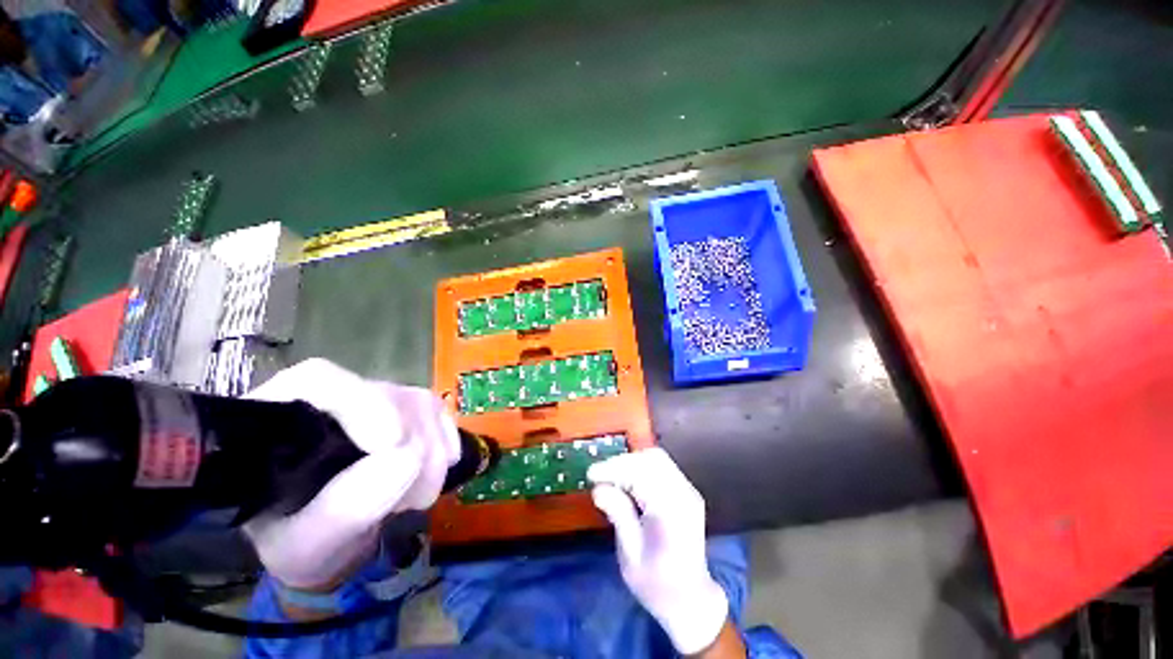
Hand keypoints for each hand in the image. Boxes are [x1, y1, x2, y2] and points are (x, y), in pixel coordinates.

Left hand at [241, 359, 459, 590]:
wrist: (317, 537)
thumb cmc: (294, 543)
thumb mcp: (303, 547)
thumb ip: (342, 511)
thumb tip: (408, 459)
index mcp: (273, 420)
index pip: (319, 381)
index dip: (364, 403)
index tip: (394, 443)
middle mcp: (324, 398)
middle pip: (382, 394)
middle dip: (414, 442)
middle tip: (419, 498)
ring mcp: (367, 398)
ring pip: (416, 402)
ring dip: (432, 449)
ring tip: (420, 497)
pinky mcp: (400, 406)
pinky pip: (435, 411)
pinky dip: (444, 441)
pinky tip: (433, 473)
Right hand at [588, 448, 732, 655]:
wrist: (691, 600)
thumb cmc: (657, 584)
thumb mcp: (631, 555)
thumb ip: (618, 514)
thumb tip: (598, 488)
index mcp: (671, 511)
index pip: (642, 474)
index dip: (614, 469)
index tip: (591, 475)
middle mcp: (684, 494)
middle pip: (652, 459)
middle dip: (623, 462)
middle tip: (601, 475)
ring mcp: (688, 491)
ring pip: (657, 459)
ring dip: (631, 463)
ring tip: (611, 478)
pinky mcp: (686, 492)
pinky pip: (662, 468)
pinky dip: (641, 469)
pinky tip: (628, 483)